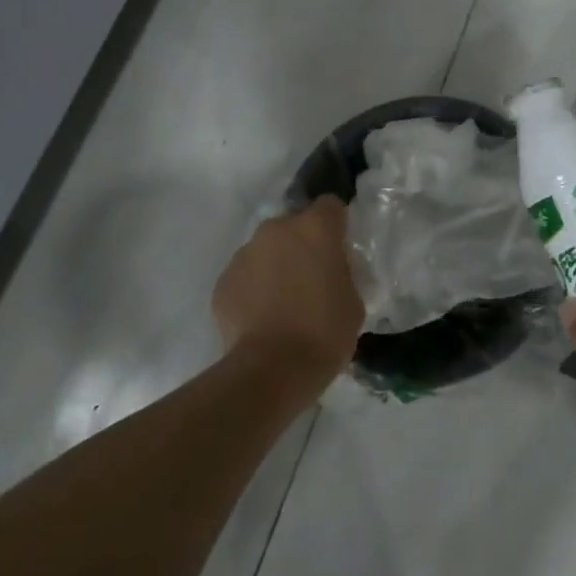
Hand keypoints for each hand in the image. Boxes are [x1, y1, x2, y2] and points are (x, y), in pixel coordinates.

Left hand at [212, 196, 362, 403]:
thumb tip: (331, 270)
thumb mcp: (353, 299)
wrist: (270, 370)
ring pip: (266, 250)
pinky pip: (245, 275)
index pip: (330, 205)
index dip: (336, 224)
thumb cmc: (324, 332)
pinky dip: (253, 288)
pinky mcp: (222, 280)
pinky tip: (261, 317)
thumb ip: (341, 272)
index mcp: (314, 228)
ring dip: (275, 265)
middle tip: (311, 277)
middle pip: (293, 226)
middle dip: (302, 245)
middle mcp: (276, 230)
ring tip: (282, 301)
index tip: (340, 247)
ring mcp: (245, 253)